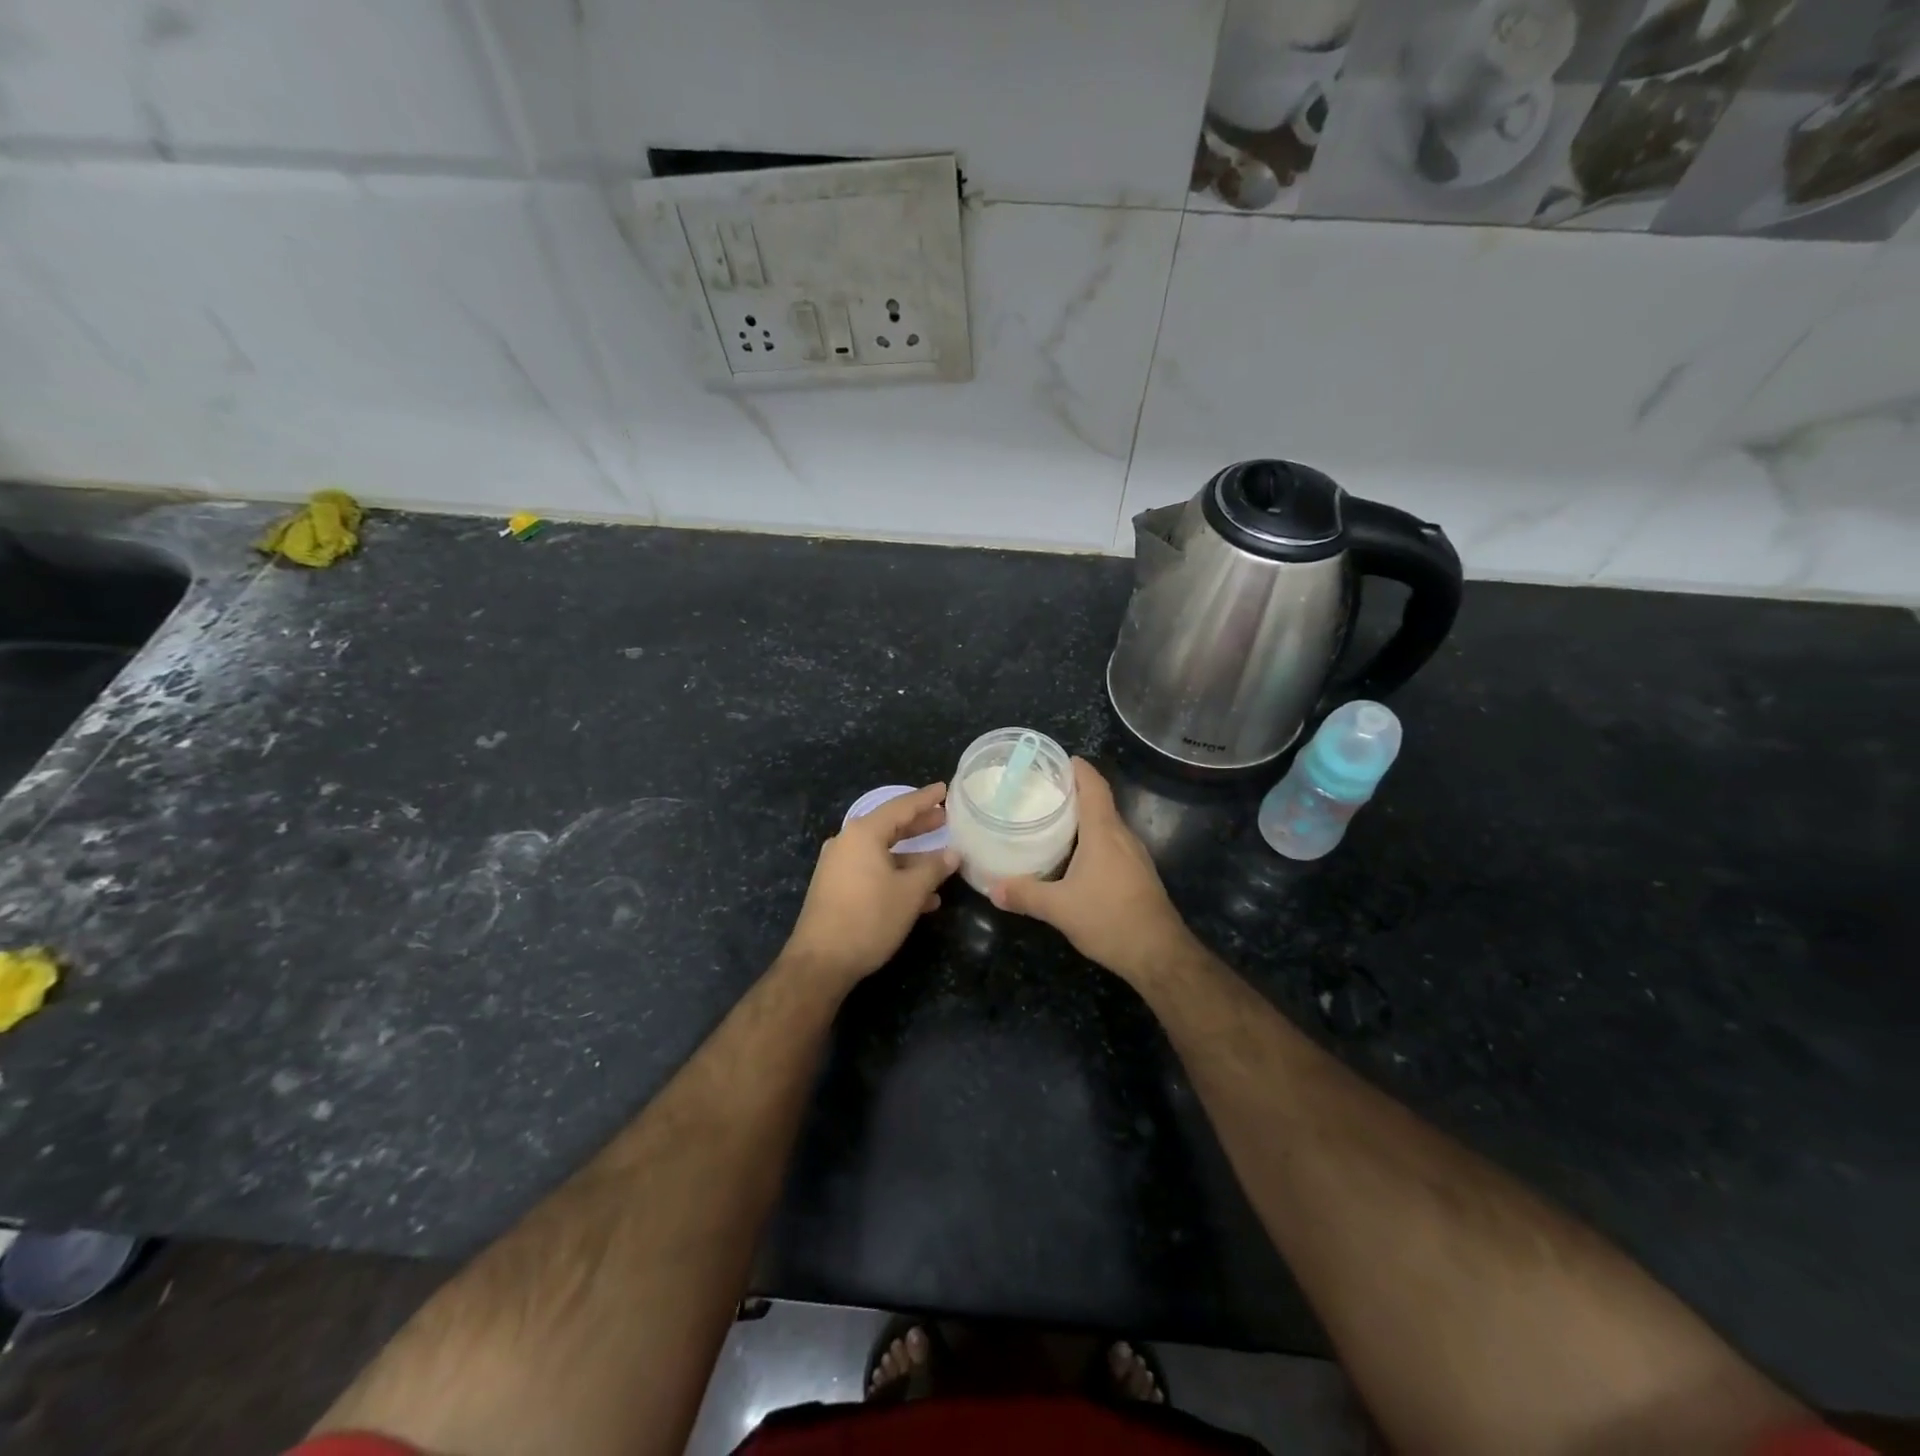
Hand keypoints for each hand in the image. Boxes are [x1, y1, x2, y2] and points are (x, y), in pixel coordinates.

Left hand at [783, 782, 958, 986]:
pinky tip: (922, 897)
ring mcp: (839, 866)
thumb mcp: (910, 893)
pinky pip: (872, 871)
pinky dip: (896, 876)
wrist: (820, 962)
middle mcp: (847, 842)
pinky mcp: (836, 888)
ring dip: (912, 858)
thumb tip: (953, 853)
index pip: (901, 806)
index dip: (926, 799)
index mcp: (863, 834)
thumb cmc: (869, 918)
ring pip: (883, 853)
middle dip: (920, 825)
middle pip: (890, 827)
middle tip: (946, 818)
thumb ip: (934, 869)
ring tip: (943, 861)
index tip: (946, 789)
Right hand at [988, 759, 1197, 983]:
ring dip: (1082, 818)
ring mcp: (1134, 856)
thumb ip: (1025, 895)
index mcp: (1104, 832)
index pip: (1093, 786)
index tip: (1055, 760)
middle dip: (1072, 792)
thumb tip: (992, 889)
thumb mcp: (1059, 909)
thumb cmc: (1109, 919)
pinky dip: (1091, 840)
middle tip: (1039, 792)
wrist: (1159, 954)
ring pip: (1106, 825)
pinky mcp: (1138, 874)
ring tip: (1051, 820)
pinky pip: (1112, 845)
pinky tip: (1073, 857)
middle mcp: (1122, 836)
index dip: (1077, 768)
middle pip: (1099, 802)